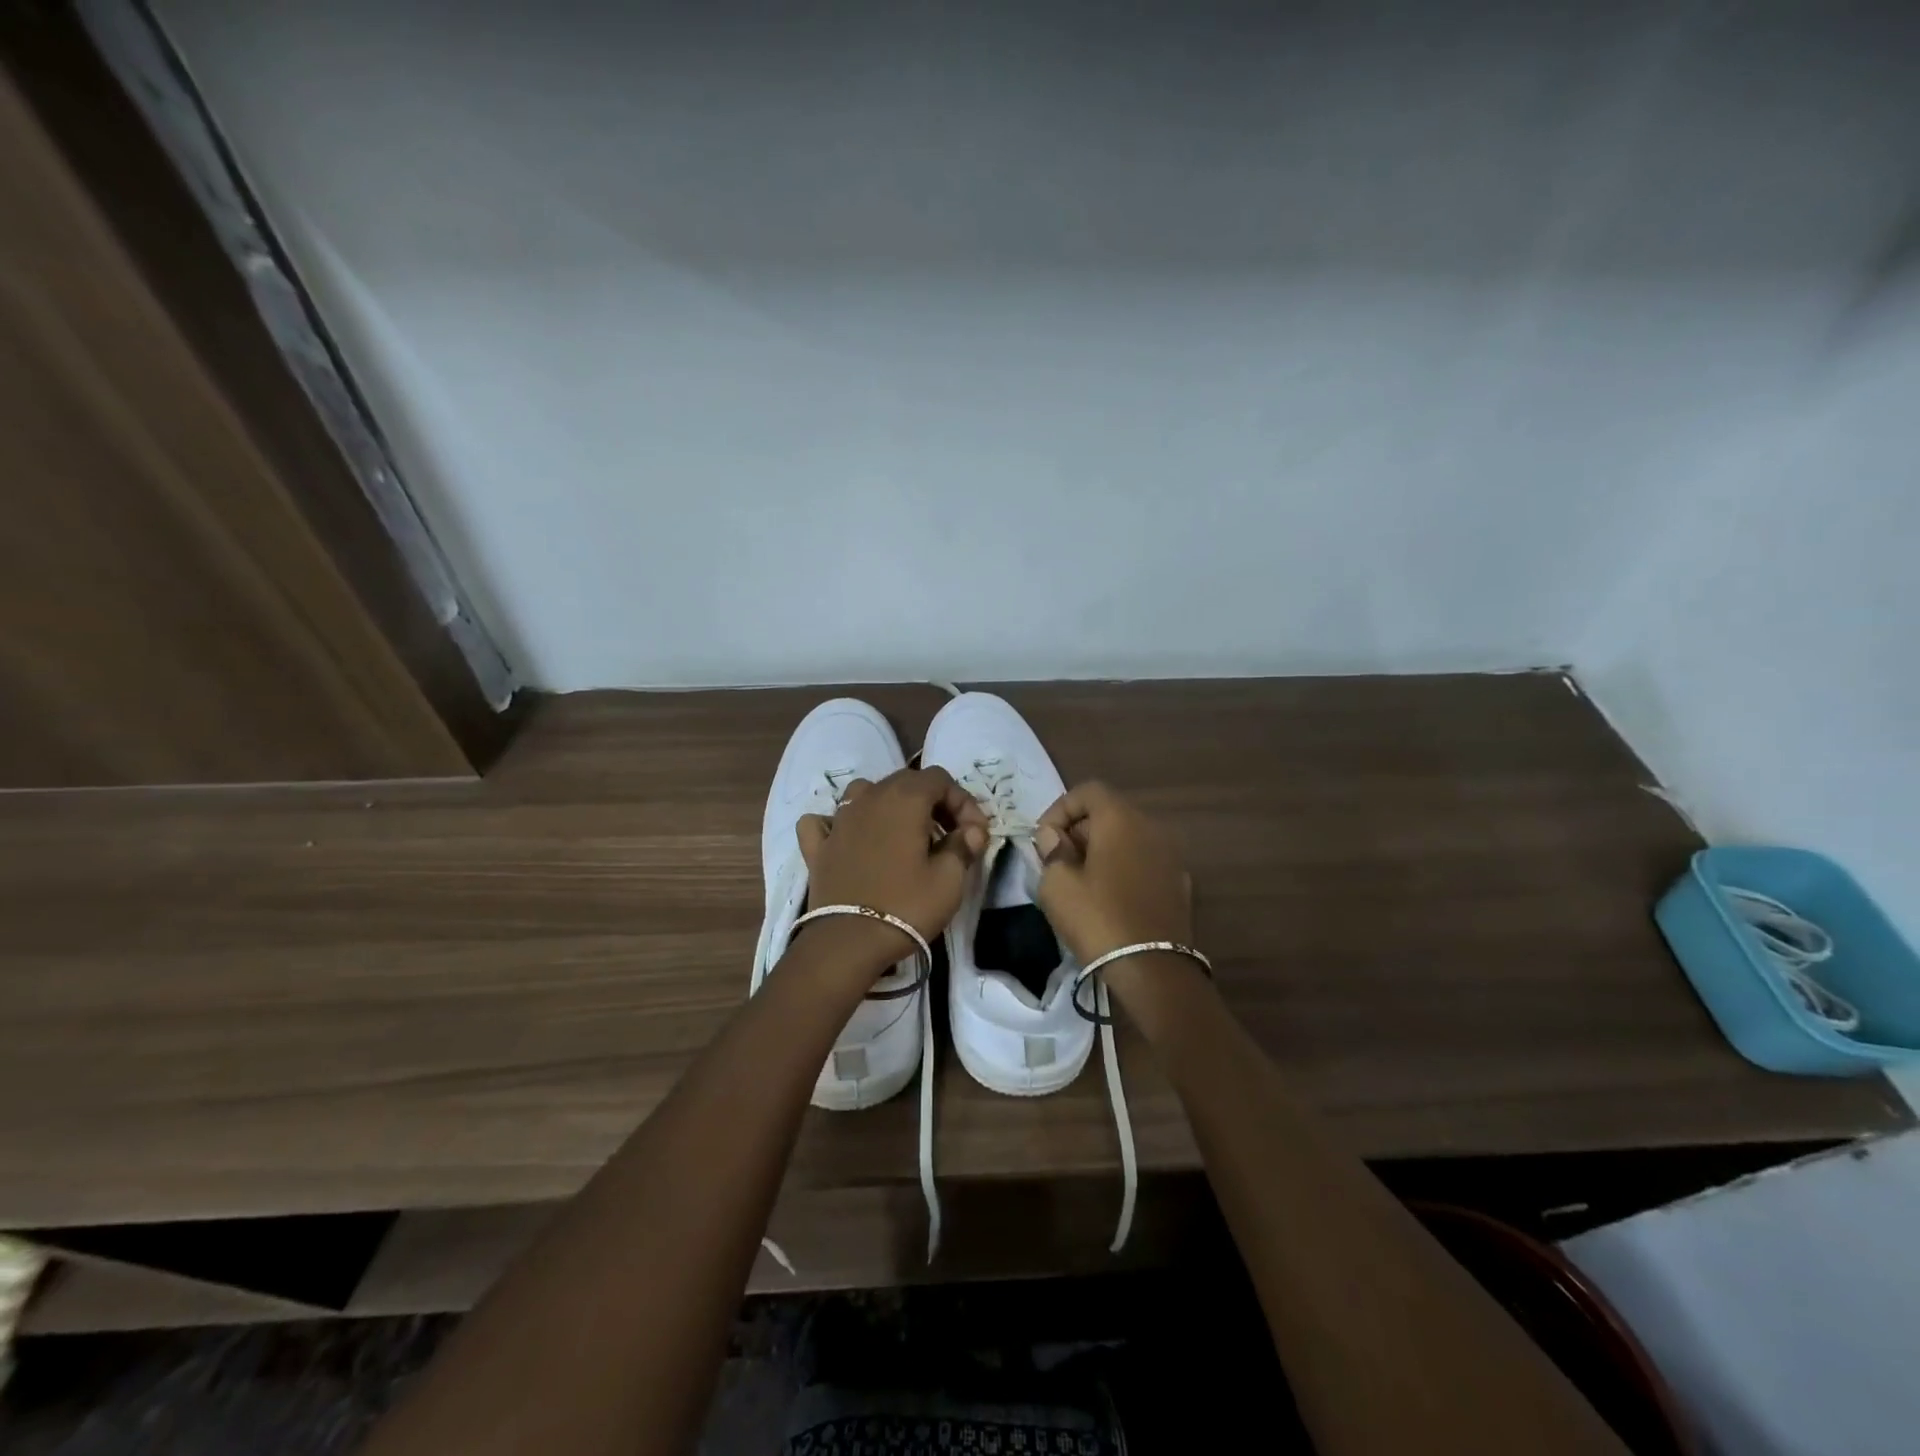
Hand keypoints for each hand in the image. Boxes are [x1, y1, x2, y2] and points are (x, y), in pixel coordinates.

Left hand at [796, 768, 989, 963]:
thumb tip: (972, 831)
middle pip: (905, 781)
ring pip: (864, 793)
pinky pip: (825, 821)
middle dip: (932, 802)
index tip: (974, 834)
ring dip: (888, 805)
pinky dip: (839, 824)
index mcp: (905, 799)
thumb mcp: (949, 880)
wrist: (848, 942)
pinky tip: (849, 839)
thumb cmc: (906, 906)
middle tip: (948, 836)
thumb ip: (963, 846)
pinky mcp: (817, 846)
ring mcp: (839, 820)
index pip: (940, 778)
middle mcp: (869, 798)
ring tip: (903, 834)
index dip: (962, 801)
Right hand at [1034, 782, 1193, 963]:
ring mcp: (1171, 856)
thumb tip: (1055, 836)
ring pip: (1129, 838)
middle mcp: (1152, 828)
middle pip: (1110, 812)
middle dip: (1079, 829)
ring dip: (1102, 849)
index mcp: (1121, 819)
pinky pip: (1144, 862)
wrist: (1153, 970)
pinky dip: (1124, 868)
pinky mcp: (1180, 884)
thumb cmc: (1098, 919)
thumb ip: (1051, 850)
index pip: (1088, 791)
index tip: (1044, 839)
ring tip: (1081, 880)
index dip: (1060, 809)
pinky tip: (1110, 898)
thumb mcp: (1057, 884)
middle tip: (1057, 860)